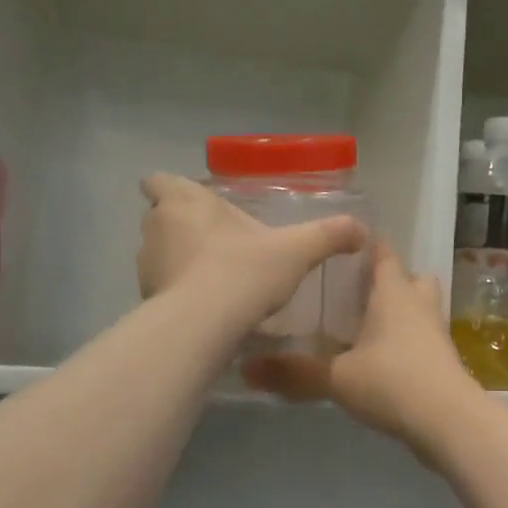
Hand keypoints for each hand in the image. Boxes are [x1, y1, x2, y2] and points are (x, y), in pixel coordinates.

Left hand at [137, 174, 367, 331]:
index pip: (158, 181)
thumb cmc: (244, 271)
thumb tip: (361, 230)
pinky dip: (179, 291)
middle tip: (218, 241)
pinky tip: (206, 306)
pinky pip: (162, 286)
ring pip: (159, 253)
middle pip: (161, 217)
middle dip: (183, 226)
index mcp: (184, 201)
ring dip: (180, 260)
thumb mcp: (295, 250)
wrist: (204, 326)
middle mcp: (157, 227)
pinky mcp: (146, 298)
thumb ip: (327, 236)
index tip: (196, 204)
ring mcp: (146, 264)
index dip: (173, 190)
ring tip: (214, 278)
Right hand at [243, 244, 482, 449]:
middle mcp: (419, 305)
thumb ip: (294, 372)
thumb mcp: (337, 377)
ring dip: (401, 311)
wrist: (449, 422)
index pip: (384, 255)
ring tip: (368, 325)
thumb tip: (246, 369)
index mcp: (394, 293)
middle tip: (357, 291)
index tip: (346, 246)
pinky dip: (407, 341)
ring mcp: (436, 333)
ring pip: (421, 309)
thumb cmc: (392, 382)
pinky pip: (424, 338)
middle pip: (412, 279)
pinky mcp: (444, 361)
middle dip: (390, 280)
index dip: (368, 247)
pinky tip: (383, 359)